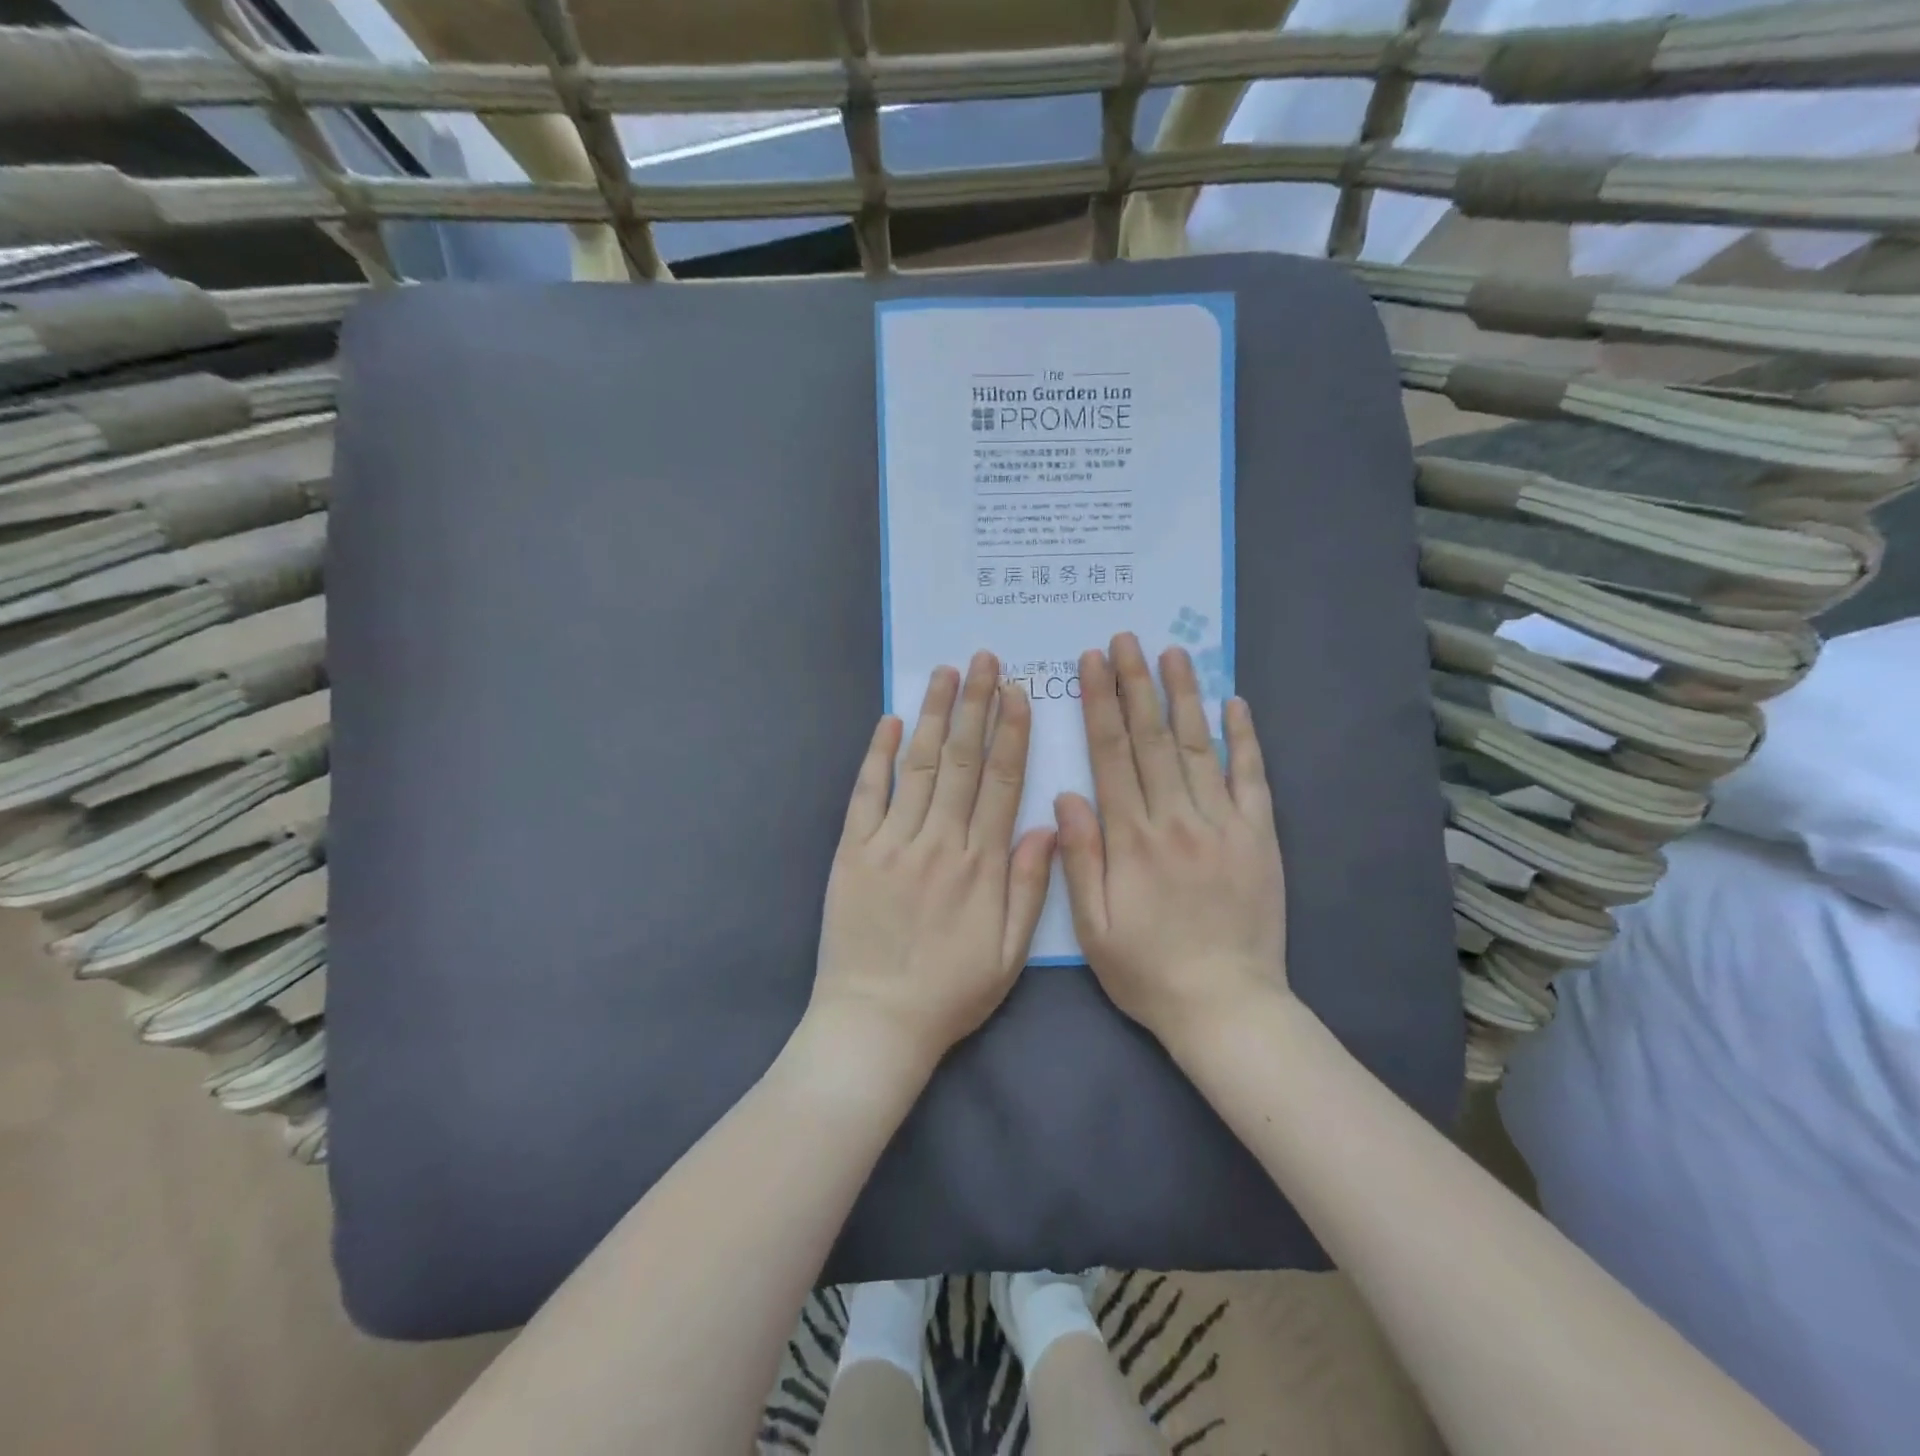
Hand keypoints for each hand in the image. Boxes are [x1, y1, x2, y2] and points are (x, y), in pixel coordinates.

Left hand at [810, 651, 1056, 1071]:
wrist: (875, 1022)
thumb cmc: (950, 991)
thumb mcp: (1010, 953)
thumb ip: (1031, 887)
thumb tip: (1048, 824)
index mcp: (982, 865)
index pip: (1002, 782)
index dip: (1012, 733)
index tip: (1018, 692)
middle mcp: (939, 841)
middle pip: (963, 760)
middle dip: (976, 705)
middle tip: (985, 659)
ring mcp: (892, 842)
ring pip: (920, 765)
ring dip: (936, 715)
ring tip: (947, 672)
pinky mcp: (853, 851)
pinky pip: (867, 793)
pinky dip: (879, 755)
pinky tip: (892, 720)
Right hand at [1056, 633, 1288, 1049]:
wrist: (1226, 1006)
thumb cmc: (1147, 969)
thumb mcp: (1093, 925)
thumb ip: (1078, 856)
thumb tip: (1066, 794)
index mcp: (1130, 838)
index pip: (1111, 754)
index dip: (1100, 703)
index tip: (1092, 663)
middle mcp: (1176, 819)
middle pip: (1150, 738)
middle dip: (1136, 683)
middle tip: (1126, 638)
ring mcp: (1222, 825)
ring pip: (1197, 747)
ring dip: (1183, 696)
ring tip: (1173, 653)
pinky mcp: (1259, 838)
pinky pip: (1251, 779)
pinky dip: (1243, 739)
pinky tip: (1233, 704)